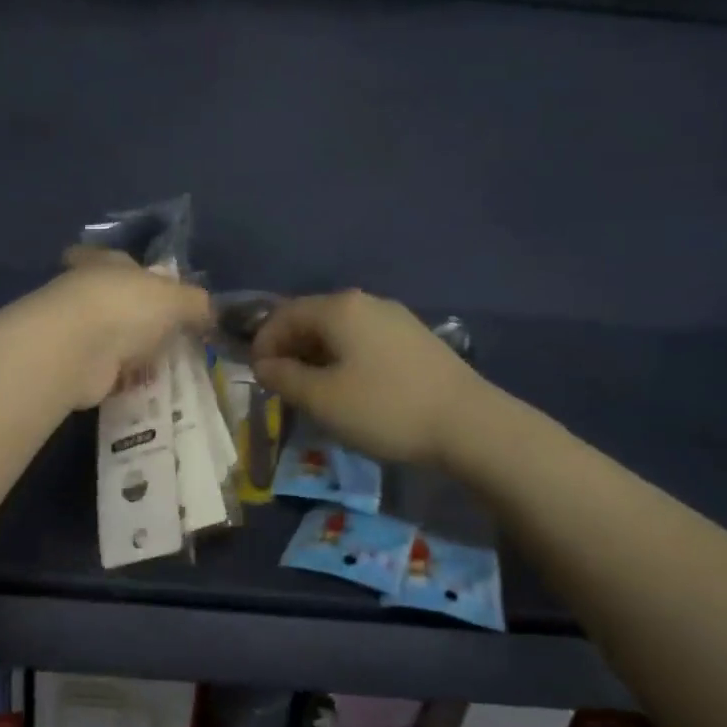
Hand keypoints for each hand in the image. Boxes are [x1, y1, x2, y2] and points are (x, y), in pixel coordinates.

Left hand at [27, 249, 212, 408]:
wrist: (78, 351)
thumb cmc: (127, 307)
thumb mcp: (176, 299)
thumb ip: (197, 303)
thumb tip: (211, 313)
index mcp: (107, 263)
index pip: (113, 258)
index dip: (128, 268)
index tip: (144, 284)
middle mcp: (87, 291)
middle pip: (114, 299)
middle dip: (136, 315)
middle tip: (167, 334)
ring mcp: (77, 330)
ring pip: (110, 337)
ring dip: (130, 350)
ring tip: (163, 364)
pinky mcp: (76, 366)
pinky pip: (107, 370)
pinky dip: (123, 378)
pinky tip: (145, 387)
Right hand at [253, 290, 483, 464]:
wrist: (469, 424)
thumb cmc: (385, 408)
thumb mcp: (322, 399)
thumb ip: (284, 377)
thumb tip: (263, 365)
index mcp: (339, 309)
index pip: (284, 315)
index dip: (263, 344)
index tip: (257, 378)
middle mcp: (367, 303)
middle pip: (312, 318)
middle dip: (289, 350)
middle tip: (281, 387)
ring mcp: (395, 319)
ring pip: (339, 331)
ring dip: (316, 357)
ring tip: (312, 392)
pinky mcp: (415, 339)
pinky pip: (364, 341)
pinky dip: (344, 360)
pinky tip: (350, 389)